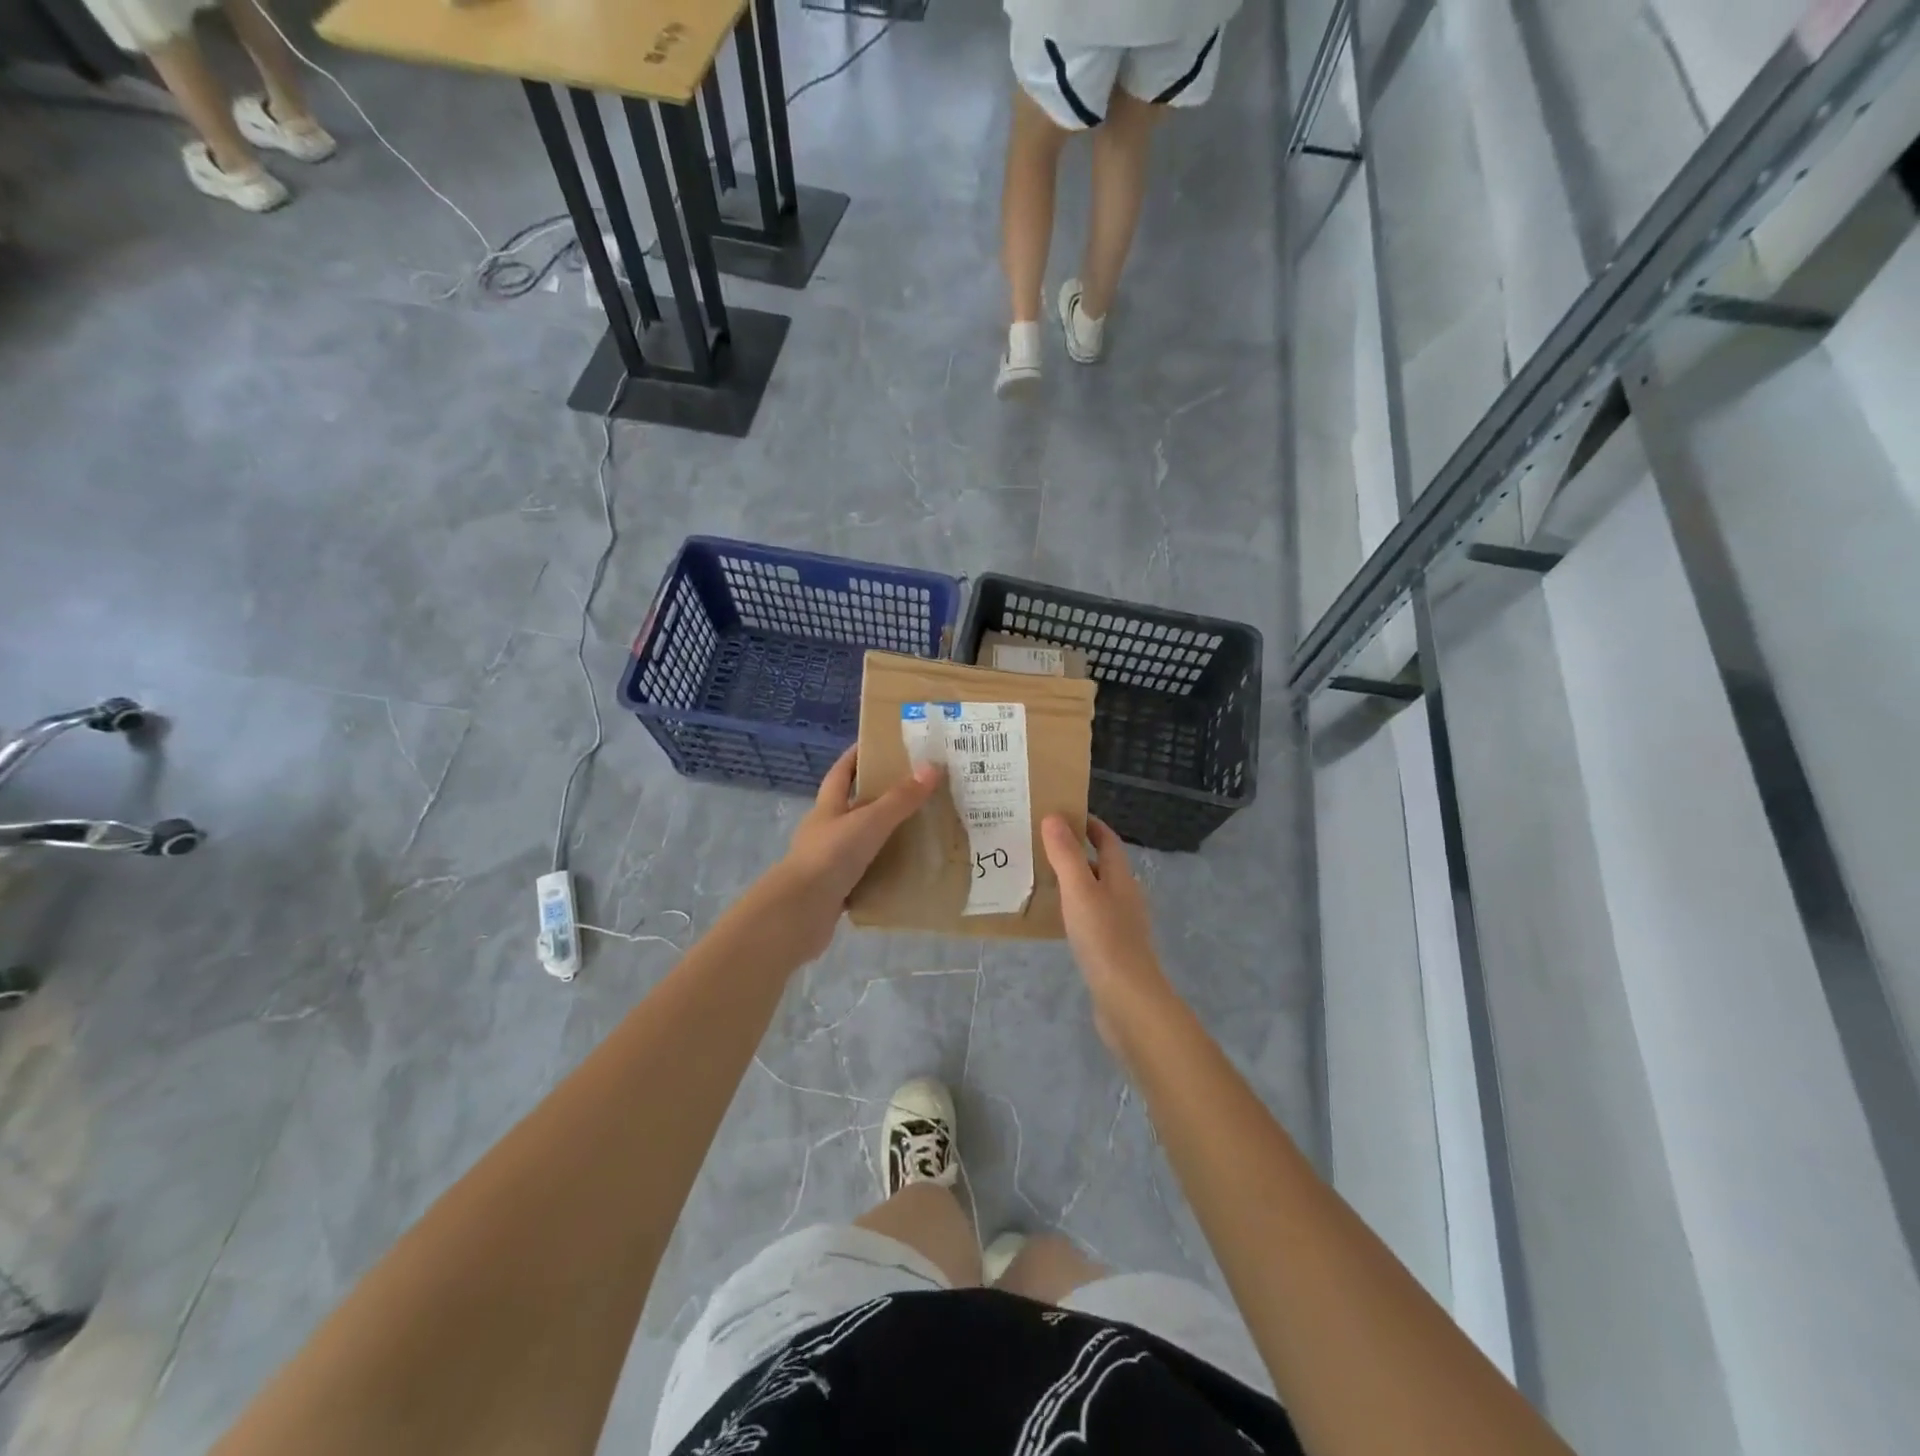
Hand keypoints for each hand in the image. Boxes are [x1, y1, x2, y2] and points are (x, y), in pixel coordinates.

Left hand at [769, 747, 941, 957]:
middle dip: (878, 797)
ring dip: (883, 837)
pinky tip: (906, 873)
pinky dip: (882, 872)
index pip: (841, 773)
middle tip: (914, 790)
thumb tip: (932, 766)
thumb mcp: (869, 822)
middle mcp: (825, 831)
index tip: (878, 744)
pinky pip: (864, 875)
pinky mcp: (834, 891)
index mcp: (827, 808)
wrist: (798, 914)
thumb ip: (900, 799)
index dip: (856, 756)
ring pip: (860, 842)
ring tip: (919, 832)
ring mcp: (828, 862)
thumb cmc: (830, 857)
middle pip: (852, 807)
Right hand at [1041, 815, 1178, 1053]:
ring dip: (1071, 880)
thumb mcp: (1080, 890)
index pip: (1107, 840)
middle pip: (1100, 864)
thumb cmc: (1105, 938)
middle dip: (1074, 850)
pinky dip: (1071, 908)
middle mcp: (1124, 896)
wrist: (1128, 1001)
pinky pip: (1089, 917)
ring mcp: (1119, 924)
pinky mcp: (1110, 949)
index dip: (1088, 824)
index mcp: (1121, 877)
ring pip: (1094, 891)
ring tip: (1038, 875)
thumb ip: (1066, 854)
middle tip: (1039, 843)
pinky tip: (1053, 917)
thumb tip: (1054, 817)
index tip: (1060, 813)